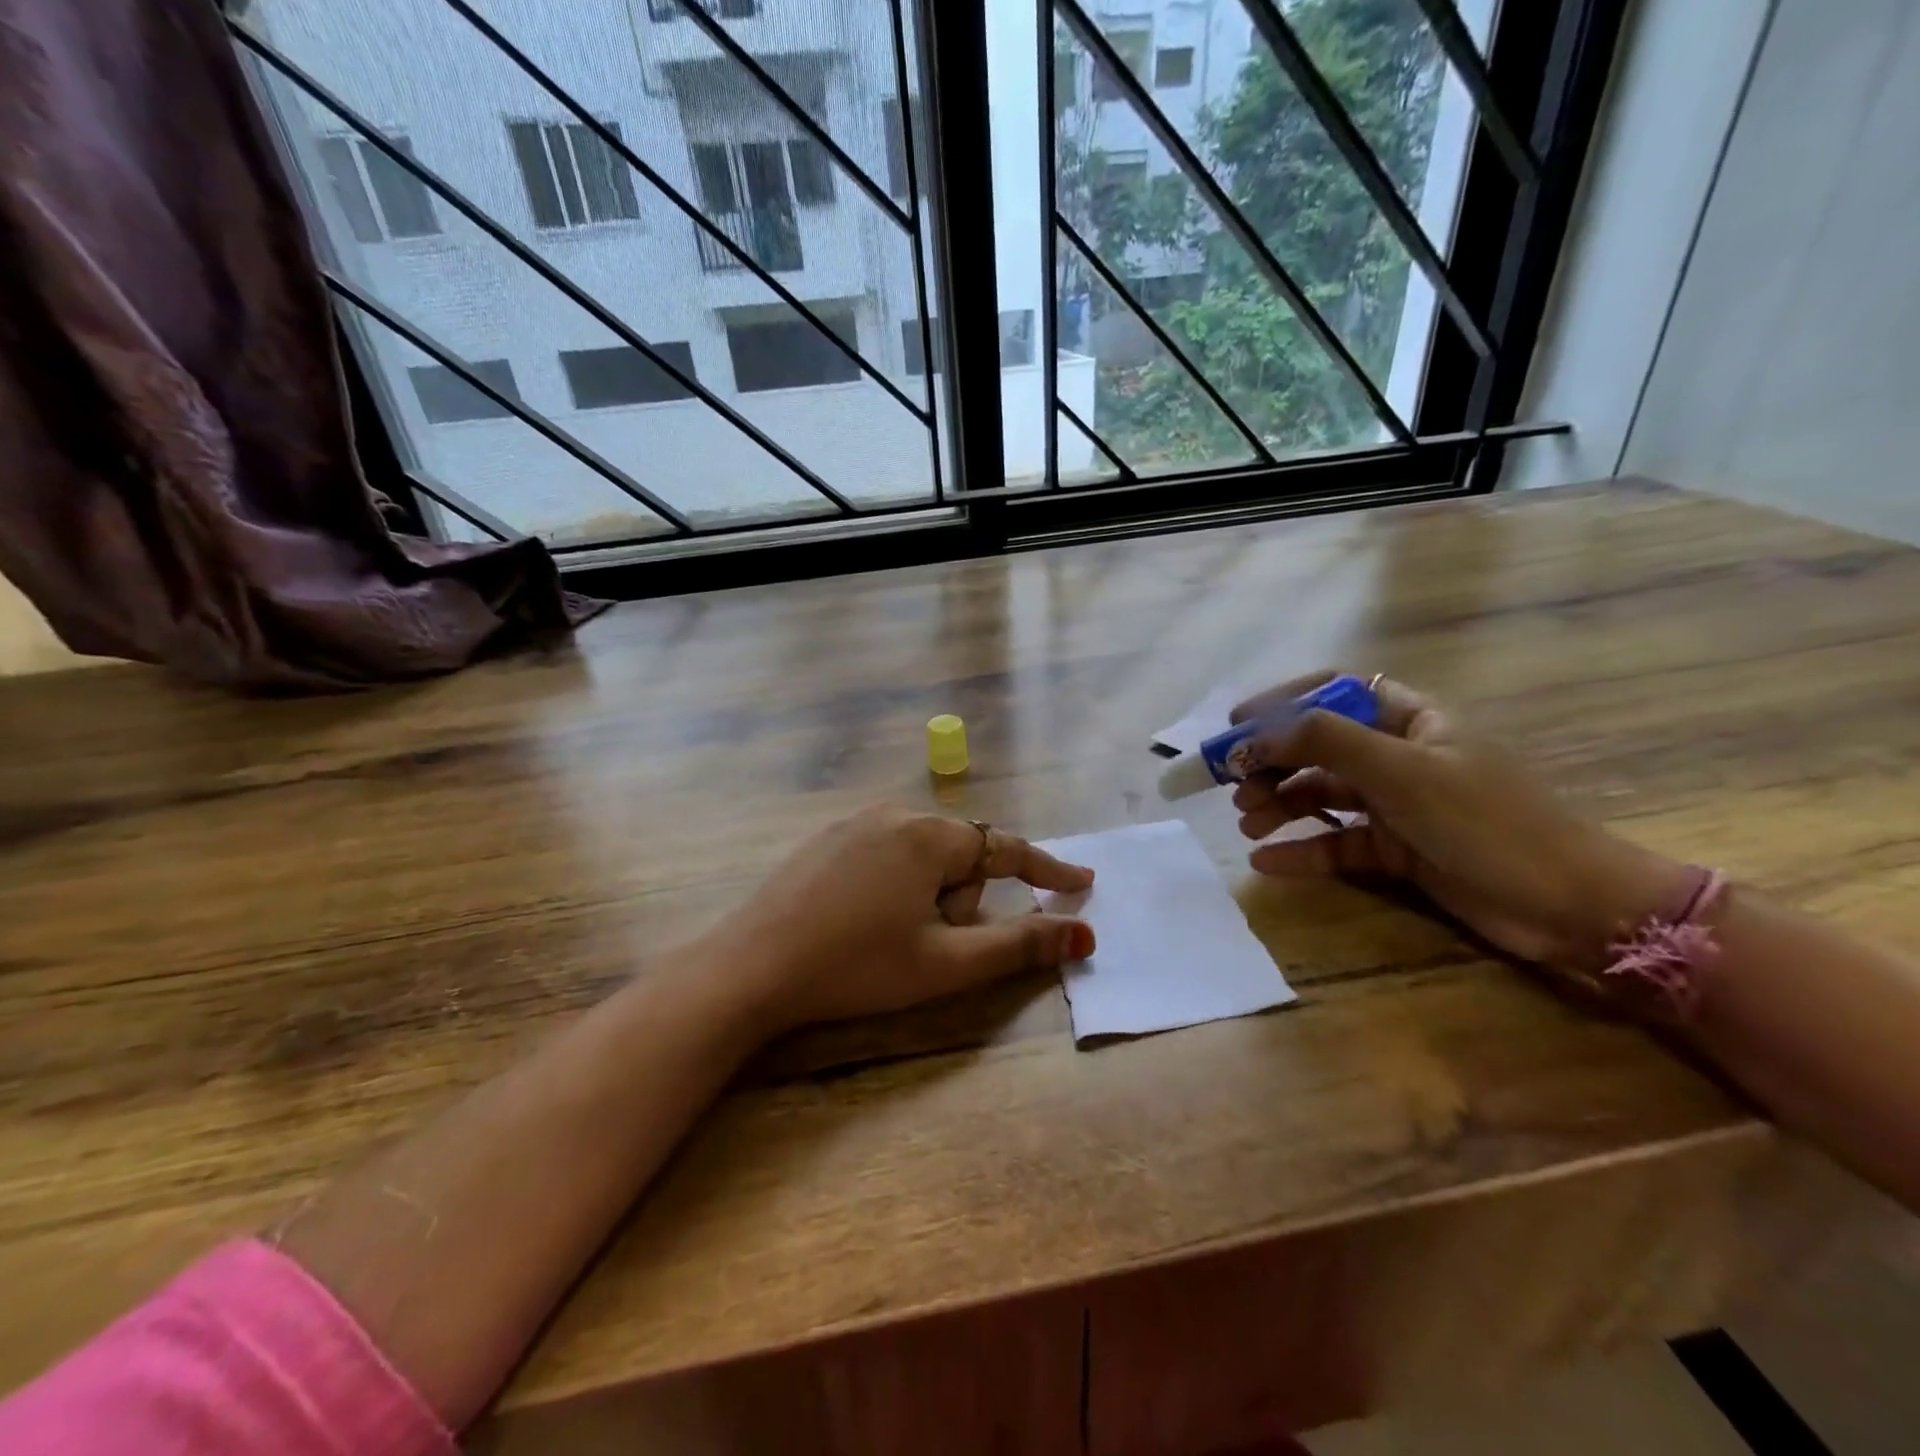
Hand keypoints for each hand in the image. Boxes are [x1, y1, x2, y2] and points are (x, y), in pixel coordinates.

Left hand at [714, 805, 1094, 1032]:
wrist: (751, 967)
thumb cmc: (858, 966)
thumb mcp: (946, 963)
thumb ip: (1019, 945)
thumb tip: (1084, 935)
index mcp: (930, 836)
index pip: (1007, 849)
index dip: (1048, 869)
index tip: (1082, 883)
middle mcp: (895, 815)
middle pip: (960, 855)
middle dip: (963, 899)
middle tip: (931, 945)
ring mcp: (855, 823)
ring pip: (922, 856)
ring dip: (929, 895)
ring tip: (892, 938)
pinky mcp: (826, 840)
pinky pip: (886, 854)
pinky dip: (896, 886)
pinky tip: (863, 921)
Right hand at [1229, 672, 1692, 972]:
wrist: (1569, 906)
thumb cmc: (1488, 822)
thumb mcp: (1404, 771)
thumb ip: (1326, 741)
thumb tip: (1256, 734)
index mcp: (1410, 719)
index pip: (1333, 691)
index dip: (1281, 702)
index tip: (1235, 725)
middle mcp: (1399, 755)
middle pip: (1318, 747)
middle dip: (1271, 764)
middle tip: (1231, 786)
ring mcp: (1397, 804)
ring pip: (1321, 795)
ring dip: (1279, 806)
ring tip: (1246, 824)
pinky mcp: (1396, 849)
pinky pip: (1336, 842)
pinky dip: (1301, 849)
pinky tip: (1266, 861)